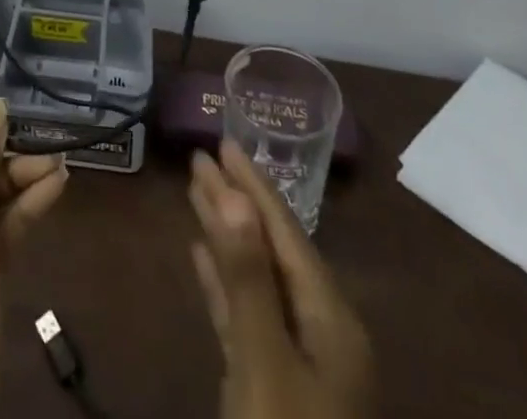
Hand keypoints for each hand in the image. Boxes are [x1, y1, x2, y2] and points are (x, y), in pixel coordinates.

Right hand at [188, 140, 373, 418]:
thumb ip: (248, 276)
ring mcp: (298, 361)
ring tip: (195, 190)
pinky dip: (223, 281)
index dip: (252, 183)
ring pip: (255, 277)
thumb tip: (234, 192)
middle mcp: (319, 331)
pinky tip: (200, 255)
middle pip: (270, 247)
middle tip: (201, 156)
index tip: (222, 140)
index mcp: (330, 319)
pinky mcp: (272, 385)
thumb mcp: (264, 362)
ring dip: (226, 233)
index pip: (285, 231)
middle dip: (236, 200)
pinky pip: (245, 313)